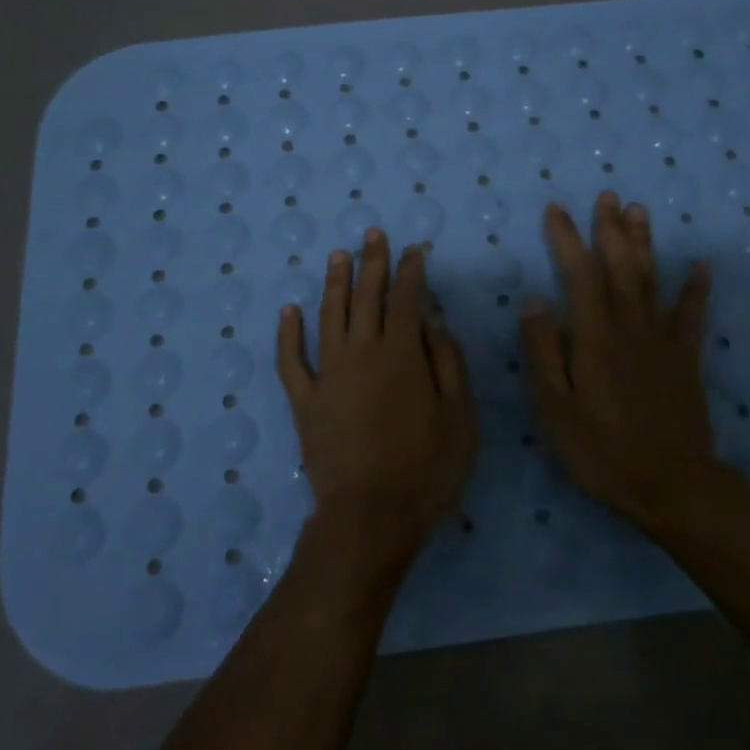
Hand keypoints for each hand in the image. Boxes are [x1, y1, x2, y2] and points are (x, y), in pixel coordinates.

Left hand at [278, 228, 477, 565]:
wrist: (370, 515)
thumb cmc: (427, 468)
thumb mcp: (460, 416)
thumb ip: (448, 362)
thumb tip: (434, 321)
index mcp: (402, 354)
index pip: (408, 299)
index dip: (411, 271)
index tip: (414, 250)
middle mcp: (362, 352)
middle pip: (367, 297)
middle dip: (372, 262)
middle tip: (372, 234)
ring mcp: (328, 374)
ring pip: (329, 316)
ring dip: (335, 283)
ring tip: (337, 255)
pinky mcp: (304, 400)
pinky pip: (291, 360)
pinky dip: (288, 333)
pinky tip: (289, 311)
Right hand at [521, 192, 714, 529]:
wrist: (672, 485)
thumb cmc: (601, 450)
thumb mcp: (555, 408)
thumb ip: (544, 351)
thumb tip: (534, 300)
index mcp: (594, 337)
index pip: (579, 275)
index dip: (567, 239)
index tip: (556, 210)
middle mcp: (629, 327)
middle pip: (620, 267)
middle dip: (611, 229)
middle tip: (608, 196)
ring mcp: (662, 341)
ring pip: (652, 280)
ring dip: (645, 243)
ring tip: (640, 211)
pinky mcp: (686, 359)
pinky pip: (692, 315)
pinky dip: (696, 289)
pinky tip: (701, 266)